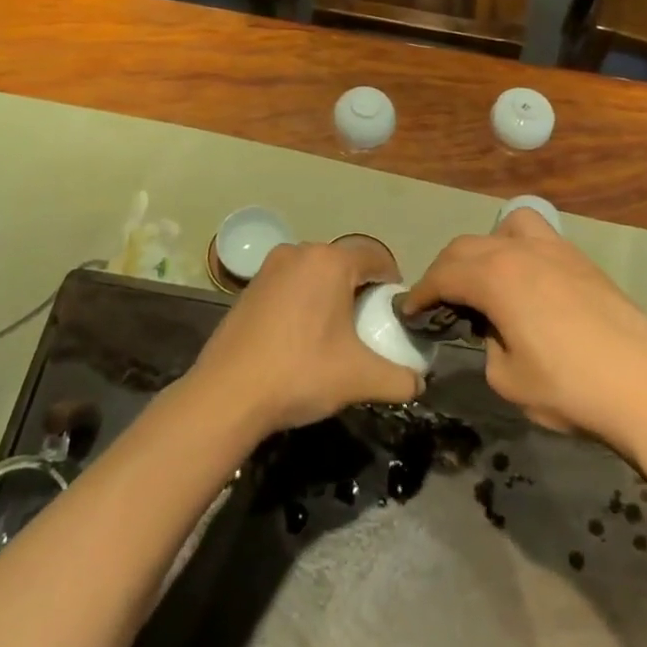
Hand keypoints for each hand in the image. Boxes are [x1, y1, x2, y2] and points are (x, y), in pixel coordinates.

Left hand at [188, 239, 421, 435]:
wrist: (227, 394)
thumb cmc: (300, 373)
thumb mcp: (360, 378)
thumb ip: (400, 379)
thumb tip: (419, 383)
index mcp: (330, 262)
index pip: (376, 256)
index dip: (392, 281)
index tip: (395, 311)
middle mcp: (299, 252)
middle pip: (344, 262)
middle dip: (361, 289)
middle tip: (369, 325)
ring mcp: (270, 267)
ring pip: (315, 272)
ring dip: (331, 294)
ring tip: (336, 333)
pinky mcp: (249, 286)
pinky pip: (291, 284)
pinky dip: (304, 301)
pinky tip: (302, 337)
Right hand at [407, 209, 646, 451]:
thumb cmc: (571, 388)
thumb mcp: (508, 380)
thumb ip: (488, 347)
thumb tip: (494, 333)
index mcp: (494, 277)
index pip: (443, 275)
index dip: (421, 294)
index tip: (410, 312)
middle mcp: (519, 250)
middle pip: (466, 247)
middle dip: (445, 271)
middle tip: (439, 302)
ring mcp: (554, 249)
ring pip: (503, 229)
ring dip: (482, 250)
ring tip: (483, 282)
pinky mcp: (581, 260)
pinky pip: (535, 237)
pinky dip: (516, 250)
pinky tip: (525, 284)